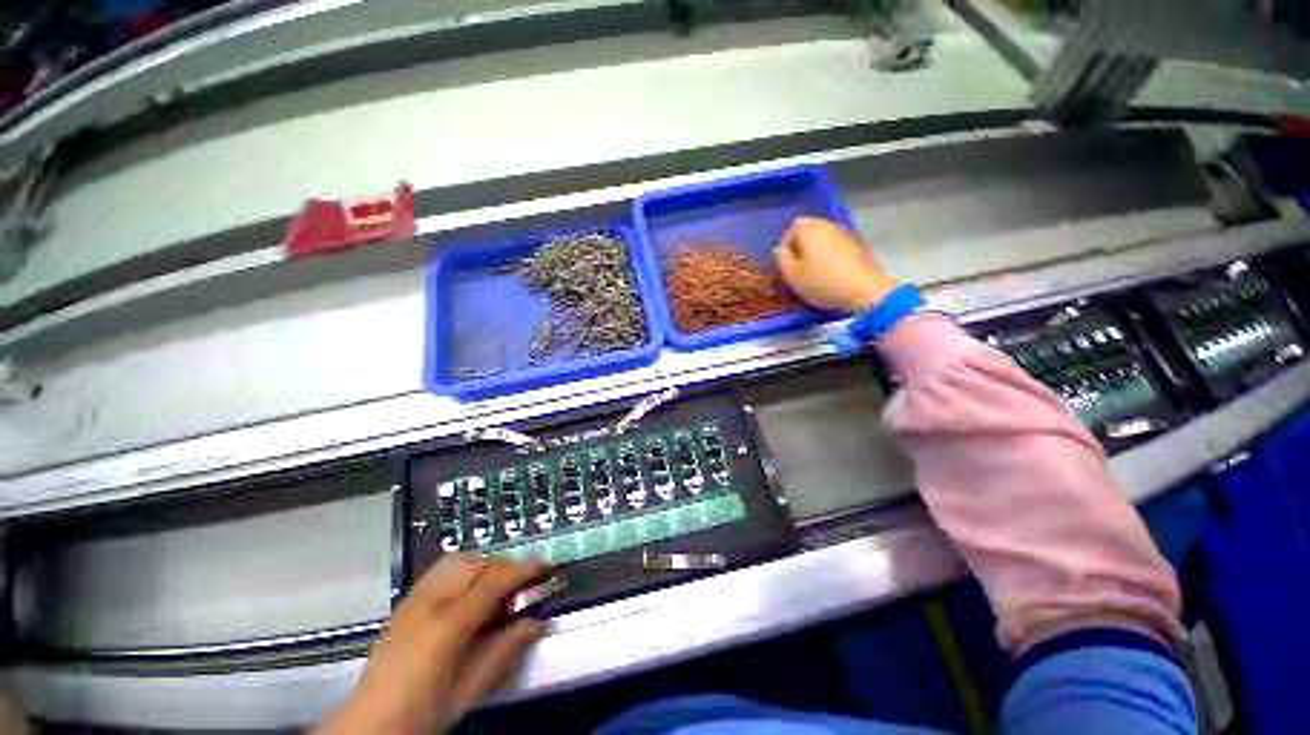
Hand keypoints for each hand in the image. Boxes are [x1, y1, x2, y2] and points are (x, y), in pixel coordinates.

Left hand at [320, 555, 545, 734]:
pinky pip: (441, 570)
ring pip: (458, 559)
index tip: (544, 566)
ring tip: (496, 586)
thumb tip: (537, 622)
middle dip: (505, 565)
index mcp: (447, 625)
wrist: (370, 725)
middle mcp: (428, 602)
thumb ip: (506, 650)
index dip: (522, 569)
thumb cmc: (423, 713)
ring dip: (484, 564)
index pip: (493, 581)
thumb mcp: (470, 688)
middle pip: (477, 562)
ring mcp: (412, 598)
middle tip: (521, 582)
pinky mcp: (404, 601)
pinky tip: (469, 593)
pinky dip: (464, 570)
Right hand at [773, 217, 896, 312]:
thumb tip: (781, 250)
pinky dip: (828, 258)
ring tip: (811, 275)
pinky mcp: (857, 246)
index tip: (785, 265)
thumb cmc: (822, 282)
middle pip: (807, 232)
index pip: (790, 229)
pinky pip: (834, 248)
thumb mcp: (792, 275)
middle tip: (796, 270)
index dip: (785, 247)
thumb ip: (782, 260)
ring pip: (822, 241)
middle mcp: (827, 225)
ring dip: (814, 254)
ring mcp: (844, 233)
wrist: (864, 290)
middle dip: (800, 249)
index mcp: (809, 228)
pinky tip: (828, 275)